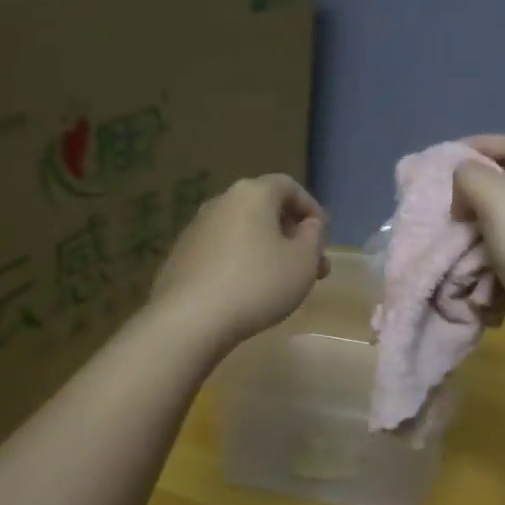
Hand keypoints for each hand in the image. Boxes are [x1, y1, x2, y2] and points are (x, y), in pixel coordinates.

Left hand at [151, 174, 328, 351]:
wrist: (190, 319)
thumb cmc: (258, 283)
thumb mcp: (303, 262)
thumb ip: (313, 237)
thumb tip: (308, 225)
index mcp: (252, 194)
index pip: (288, 186)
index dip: (311, 207)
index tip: (323, 235)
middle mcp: (221, 202)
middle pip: (264, 209)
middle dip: (292, 234)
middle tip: (311, 265)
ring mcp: (196, 229)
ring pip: (243, 232)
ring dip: (268, 250)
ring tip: (283, 282)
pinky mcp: (181, 256)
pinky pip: (222, 251)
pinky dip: (242, 262)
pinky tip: (249, 291)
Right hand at [451, 136, 504, 365]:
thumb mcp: (498, 197)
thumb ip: (471, 178)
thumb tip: (461, 191)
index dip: (481, 144)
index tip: (446, 158)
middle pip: (500, 188)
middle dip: (467, 195)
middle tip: (441, 206)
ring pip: (493, 229)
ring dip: (468, 235)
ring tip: (444, 242)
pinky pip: (495, 263)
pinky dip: (477, 267)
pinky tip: (462, 273)